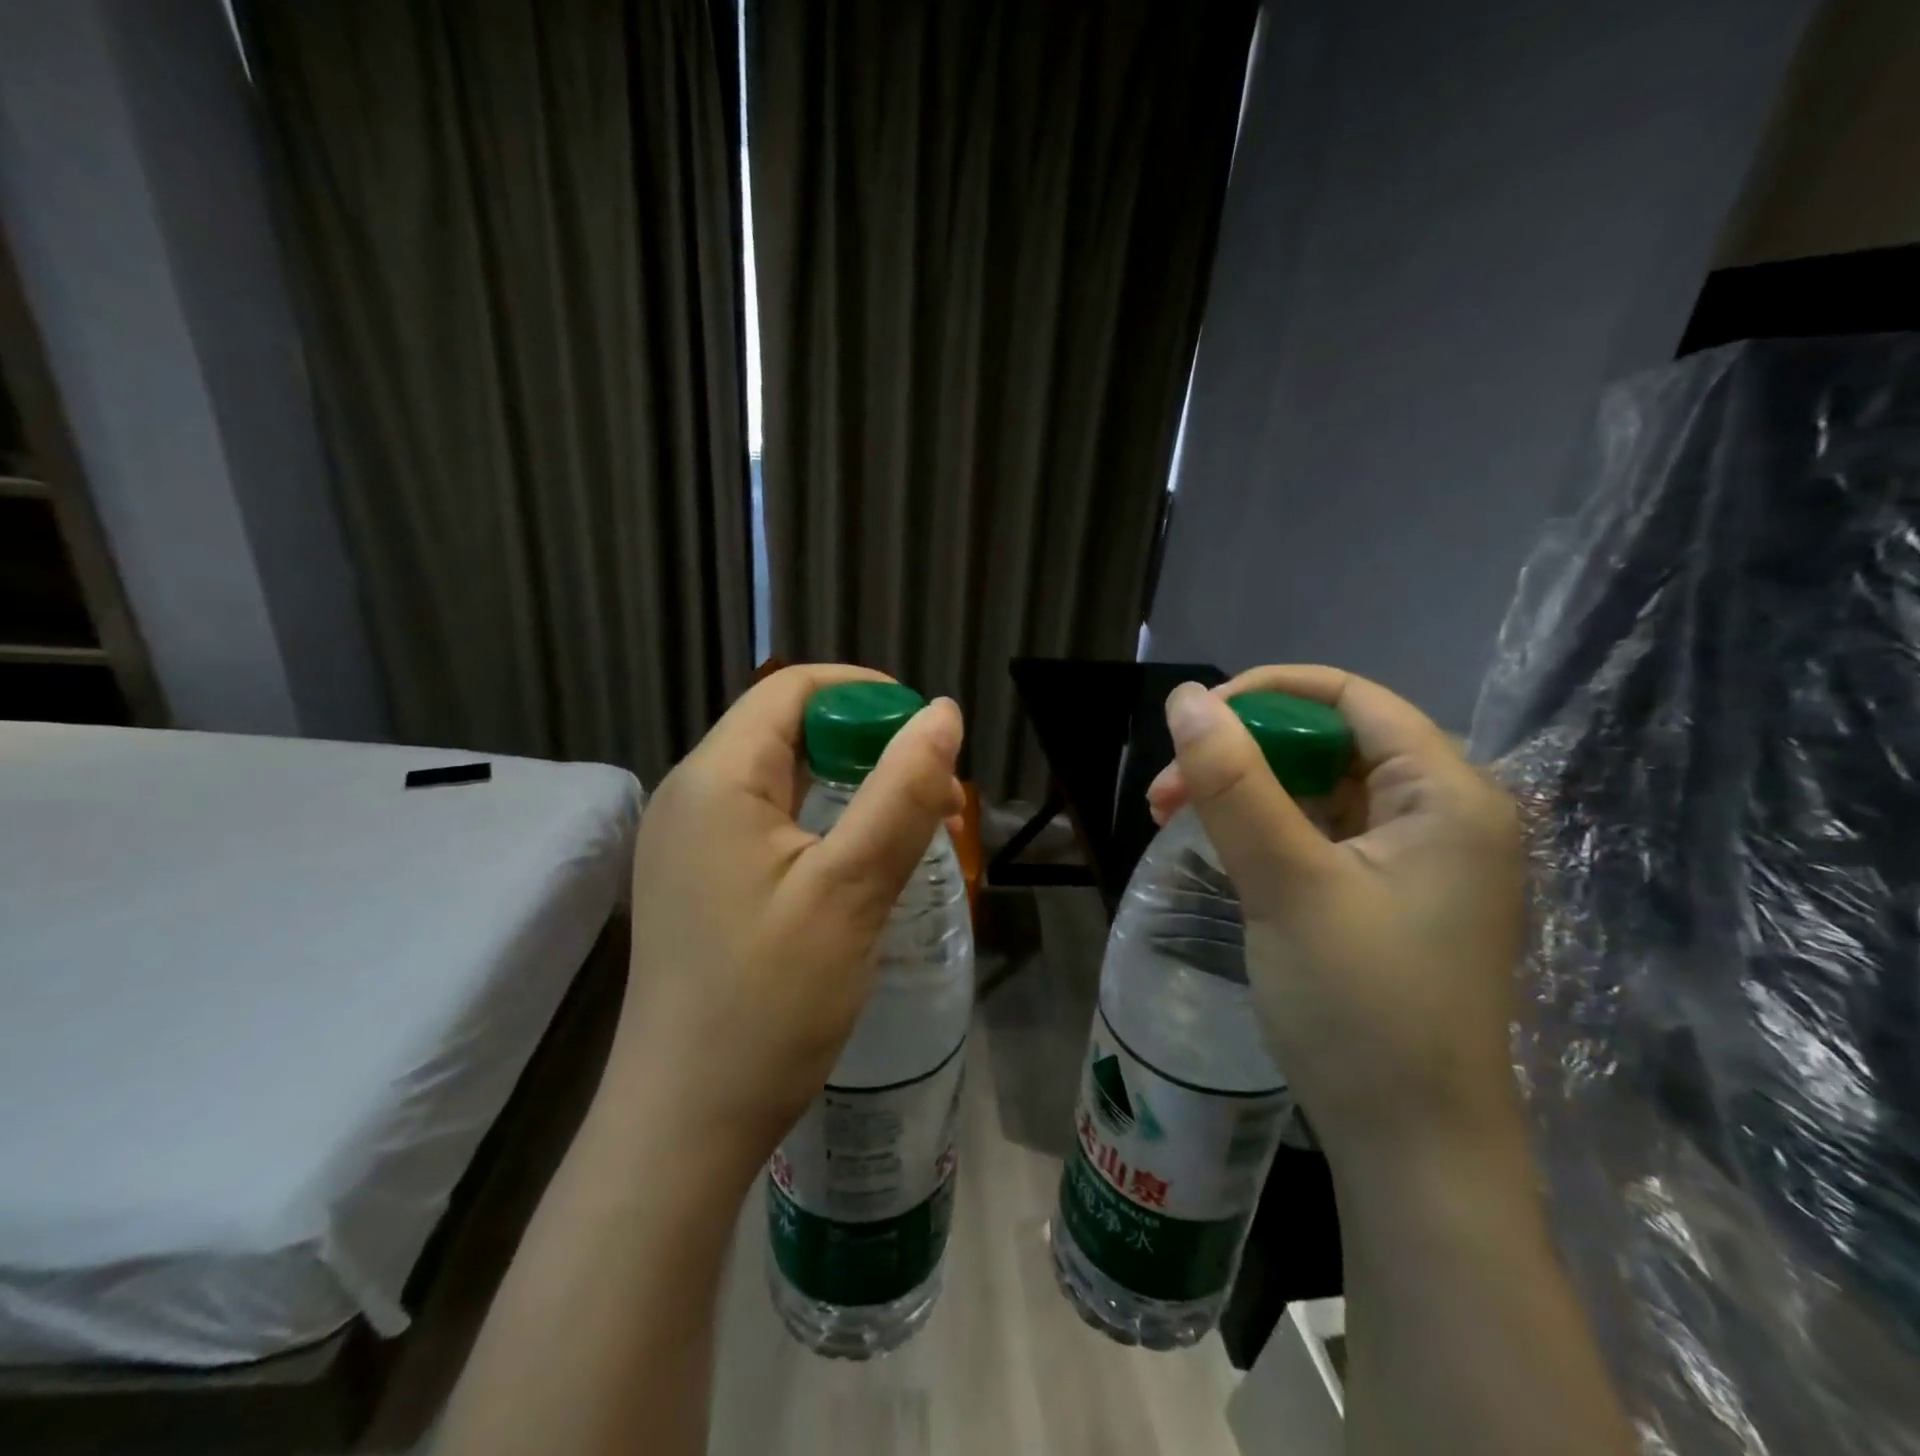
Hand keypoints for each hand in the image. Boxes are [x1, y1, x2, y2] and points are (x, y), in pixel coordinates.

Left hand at [607, 665, 964, 1173]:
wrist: (684, 1125)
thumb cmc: (768, 1003)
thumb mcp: (850, 890)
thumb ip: (901, 793)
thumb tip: (942, 715)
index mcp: (716, 779)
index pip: (792, 689)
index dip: (865, 694)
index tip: (927, 733)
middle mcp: (691, 796)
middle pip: (786, 730)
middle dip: (866, 745)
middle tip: (932, 794)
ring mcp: (688, 842)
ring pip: (781, 779)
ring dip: (850, 786)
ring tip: (912, 827)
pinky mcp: (697, 881)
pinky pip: (767, 823)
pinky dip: (822, 823)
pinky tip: (860, 863)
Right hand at [1148, 666, 1525, 1160]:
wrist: (1410, 1150)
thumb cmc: (1360, 1009)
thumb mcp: (1287, 884)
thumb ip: (1234, 784)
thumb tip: (1186, 698)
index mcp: (1449, 795)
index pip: (1353, 699)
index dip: (1266, 694)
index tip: (1191, 722)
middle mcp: (1445, 814)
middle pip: (1330, 743)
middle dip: (1241, 754)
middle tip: (1165, 792)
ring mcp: (1420, 859)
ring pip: (1319, 789)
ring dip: (1244, 793)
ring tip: (1172, 818)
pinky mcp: (1390, 896)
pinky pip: (1322, 834)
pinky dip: (1266, 831)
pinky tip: (1221, 849)